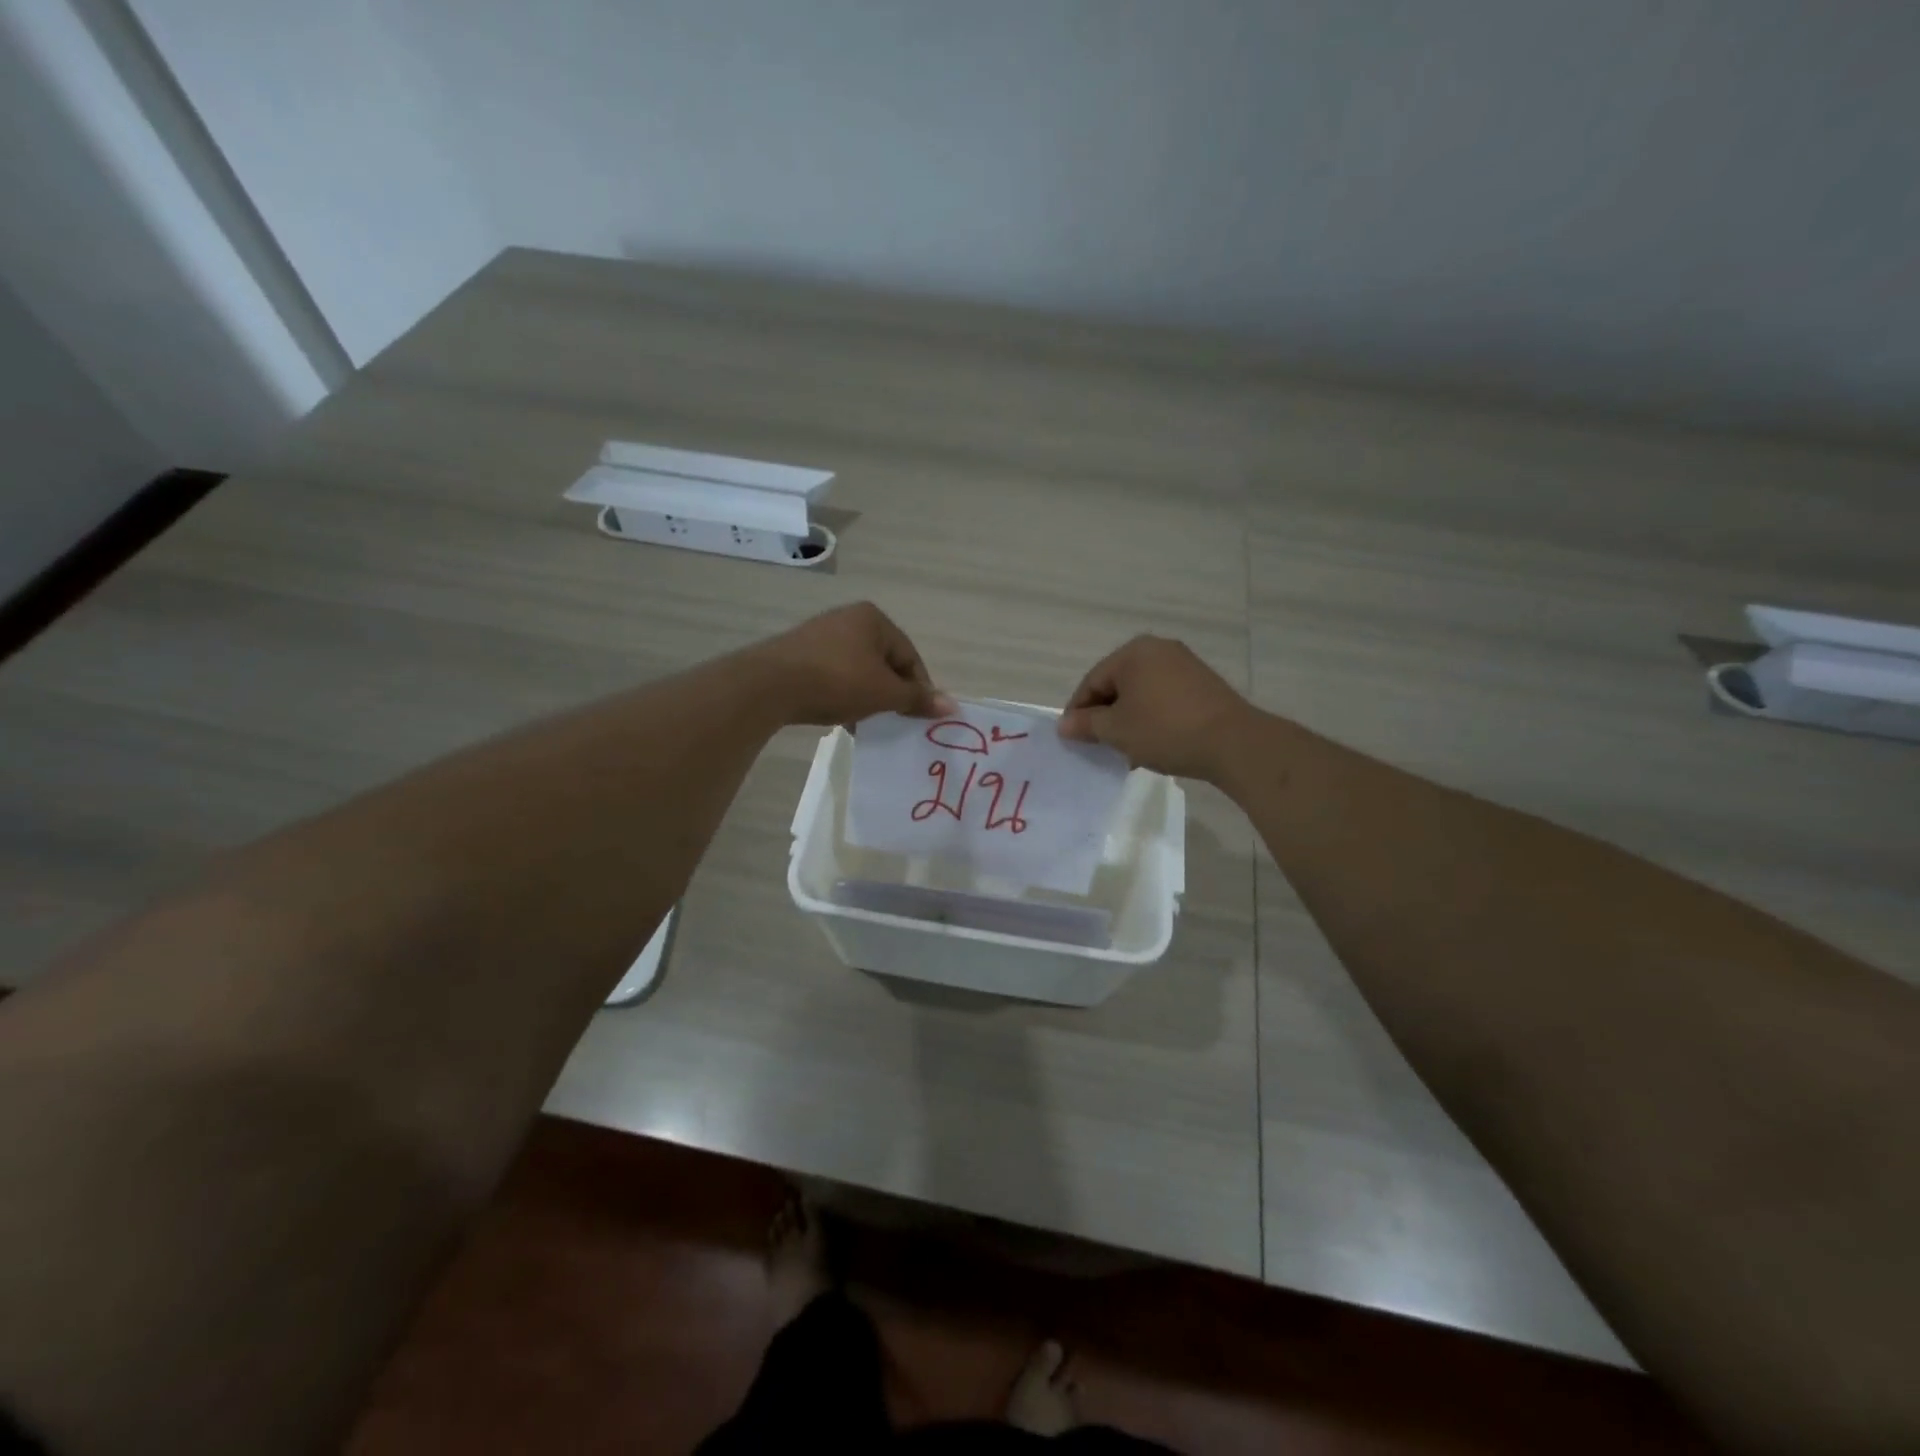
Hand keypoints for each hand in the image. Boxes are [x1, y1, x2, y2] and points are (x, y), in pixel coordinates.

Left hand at [750, 602, 955, 726]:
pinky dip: (842, 695)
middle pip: (884, 663)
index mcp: (874, 619)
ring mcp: (821, 635)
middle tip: (893, 721)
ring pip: (858, 671)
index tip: (918, 717)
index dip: (918, 688)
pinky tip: (839, 717)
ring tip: (865, 723)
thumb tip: (952, 705)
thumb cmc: (837, 681)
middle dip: (890, 694)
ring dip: (866, 697)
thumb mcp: (884, 693)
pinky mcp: (799, 654)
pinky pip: (833, 676)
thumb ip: (917, 698)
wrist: (770, 685)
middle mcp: (848, 619)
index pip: (909, 656)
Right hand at [1058, 635, 1256, 779]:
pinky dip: (1152, 717)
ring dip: (1128, 719)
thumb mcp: (1116, 730)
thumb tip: (1064, 725)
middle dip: (1105, 715)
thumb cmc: (1164, 730)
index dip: (1078, 712)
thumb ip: (1086, 724)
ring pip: (1141, 693)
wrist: (1232, 742)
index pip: (1092, 682)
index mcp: (1133, 652)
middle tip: (1098, 745)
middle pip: (1117, 684)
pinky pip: (1164, 698)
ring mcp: (1184, 664)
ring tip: (1125, 749)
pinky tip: (1153, 742)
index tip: (1072, 739)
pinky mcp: (1203, 683)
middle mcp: (1158, 649)